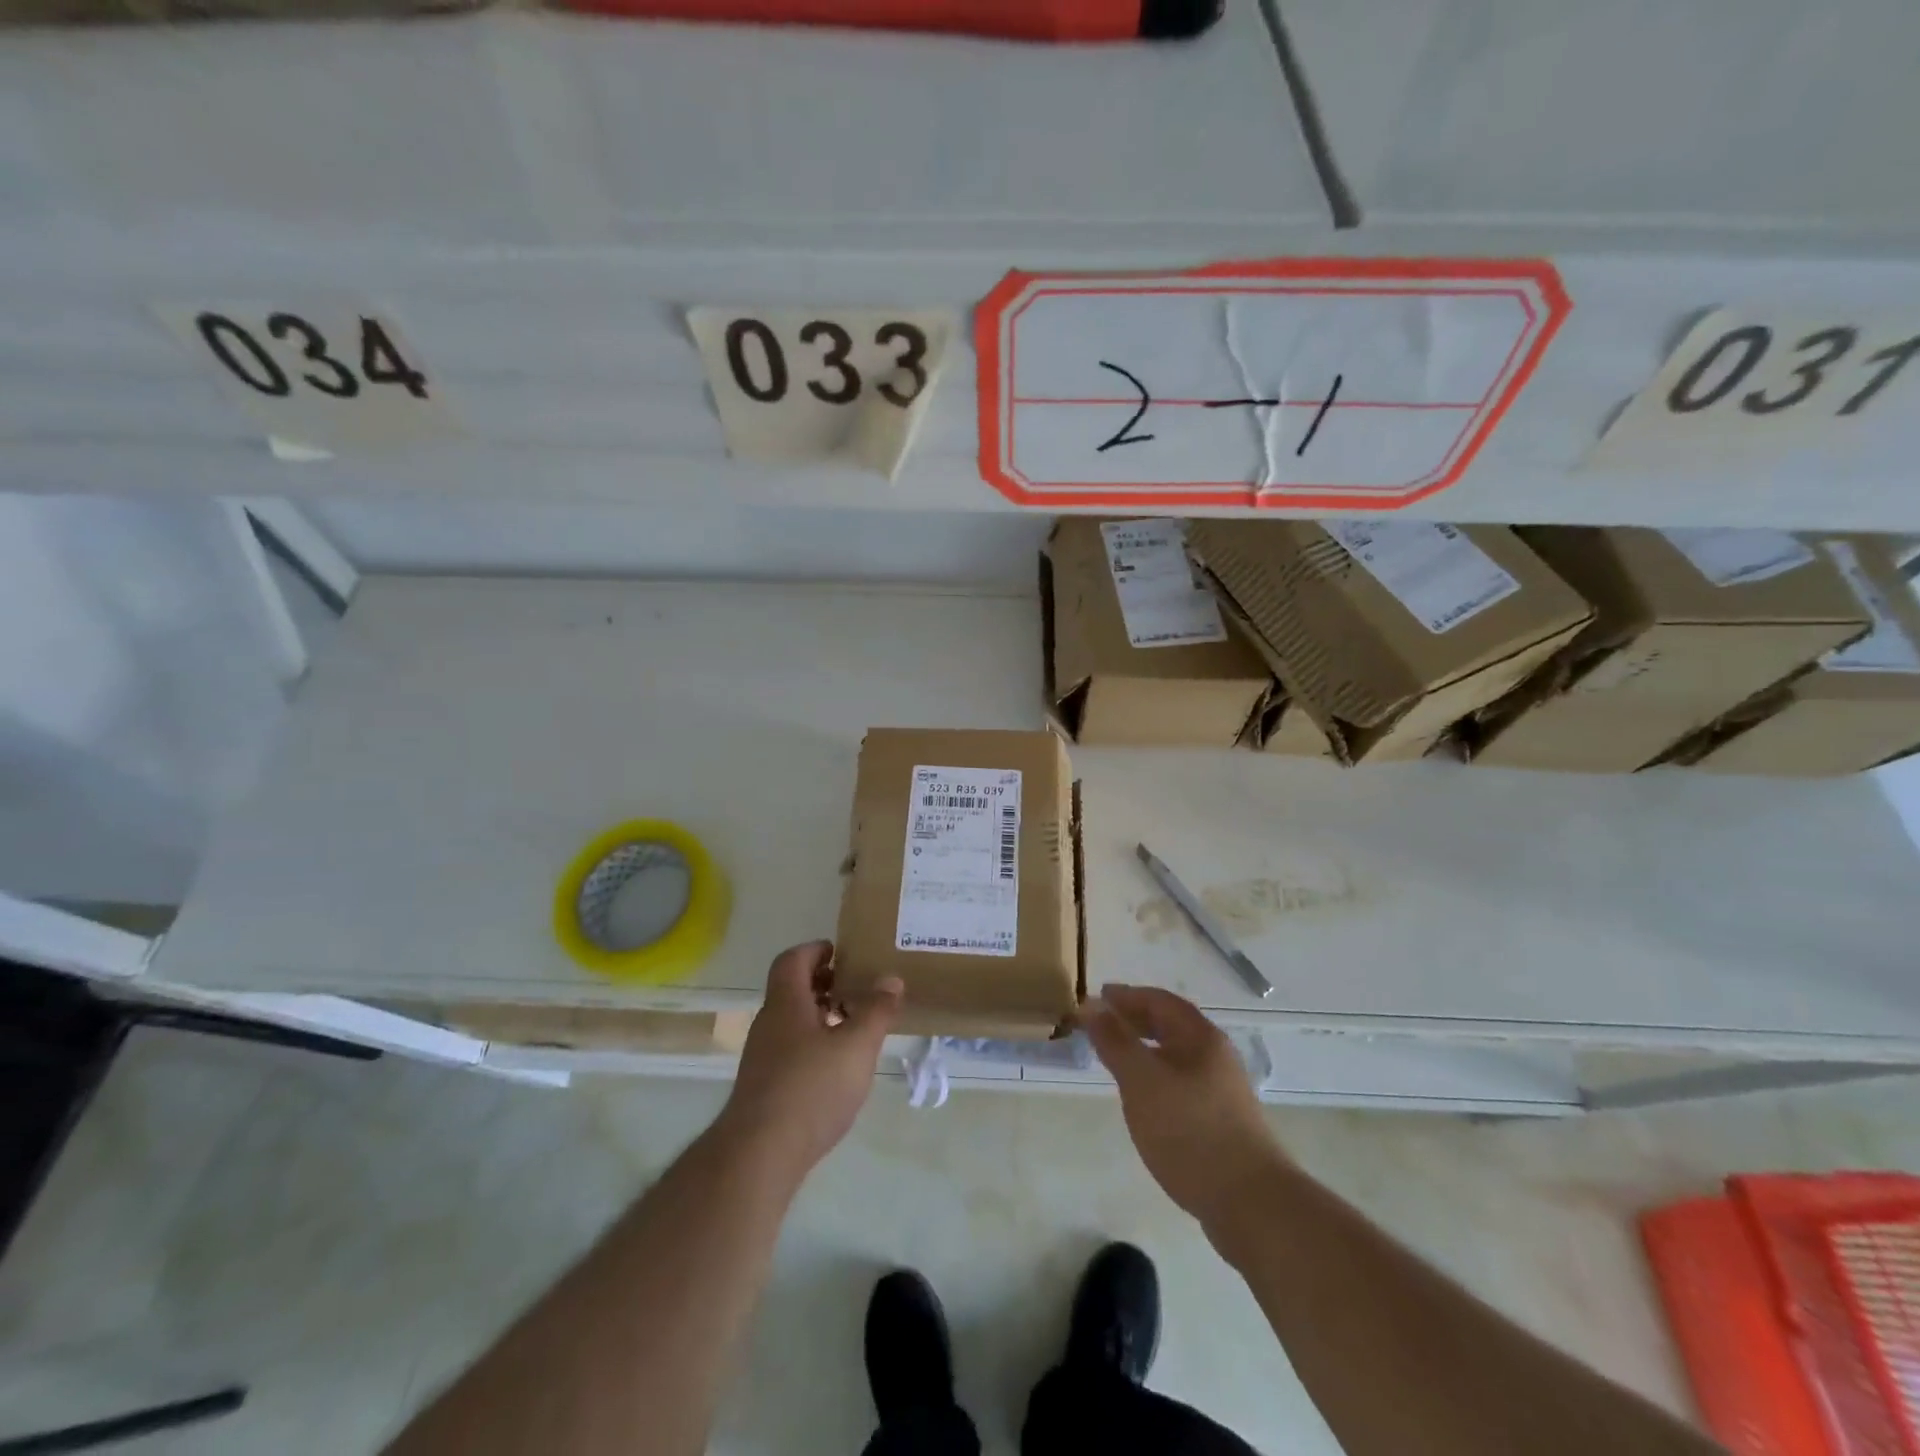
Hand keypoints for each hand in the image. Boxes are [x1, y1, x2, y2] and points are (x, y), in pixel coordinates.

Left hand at [717, 941, 901, 1179]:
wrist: (759, 1154)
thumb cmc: (811, 1088)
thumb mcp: (856, 1046)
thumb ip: (876, 1010)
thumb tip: (891, 978)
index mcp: (786, 1003)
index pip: (792, 959)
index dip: (816, 950)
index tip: (844, 954)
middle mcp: (769, 1023)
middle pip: (792, 989)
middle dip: (825, 984)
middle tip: (857, 989)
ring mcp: (763, 1057)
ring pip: (793, 1021)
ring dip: (821, 1016)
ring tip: (854, 1028)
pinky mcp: (764, 1086)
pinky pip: (790, 1049)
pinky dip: (814, 1045)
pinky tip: (837, 1068)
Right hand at [1083, 984, 1286, 1233]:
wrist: (1251, 1204)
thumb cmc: (1190, 1131)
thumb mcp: (1142, 1080)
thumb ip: (1115, 1041)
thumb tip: (1092, 1005)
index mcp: (1200, 1037)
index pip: (1159, 1001)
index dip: (1126, 996)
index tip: (1097, 997)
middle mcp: (1216, 1056)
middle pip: (1171, 1025)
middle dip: (1136, 1020)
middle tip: (1102, 1024)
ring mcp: (1223, 1090)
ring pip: (1177, 1056)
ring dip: (1146, 1049)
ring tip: (1117, 1059)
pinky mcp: (1223, 1121)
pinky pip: (1182, 1082)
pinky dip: (1157, 1076)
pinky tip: (1145, 1098)